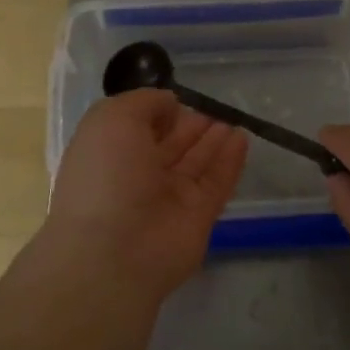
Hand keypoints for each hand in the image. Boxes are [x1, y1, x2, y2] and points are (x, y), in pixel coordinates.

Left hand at [43, 90, 248, 296]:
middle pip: (170, 146)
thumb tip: (169, 104)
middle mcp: (137, 176)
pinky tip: (242, 138)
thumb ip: (144, 102)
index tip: (177, 100)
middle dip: (190, 126)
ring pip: (196, 163)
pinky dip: (229, 161)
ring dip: (213, 141)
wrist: (116, 250)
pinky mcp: (198, 217)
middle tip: (214, 108)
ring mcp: (169, 199)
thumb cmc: (106, 174)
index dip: (157, 113)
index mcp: (109, 153)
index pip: (137, 129)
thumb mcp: (112, 119)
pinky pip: (217, 183)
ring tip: (232, 119)